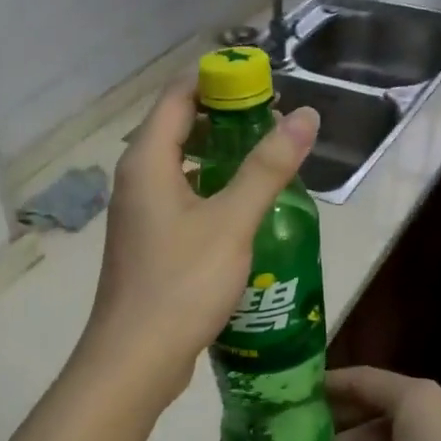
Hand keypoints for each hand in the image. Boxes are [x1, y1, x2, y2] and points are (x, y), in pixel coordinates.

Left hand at [79, 76, 318, 407]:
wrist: (135, 358)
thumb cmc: (182, 283)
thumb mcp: (232, 221)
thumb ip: (267, 167)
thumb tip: (305, 116)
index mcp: (147, 161)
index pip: (178, 95)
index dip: (218, 81)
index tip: (264, 84)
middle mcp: (135, 179)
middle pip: (177, 127)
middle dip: (224, 118)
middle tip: (274, 124)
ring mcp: (138, 213)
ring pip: (180, 167)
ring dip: (219, 157)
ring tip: (266, 162)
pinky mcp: (147, 242)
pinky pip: (179, 198)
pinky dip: (209, 191)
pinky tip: (243, 210)